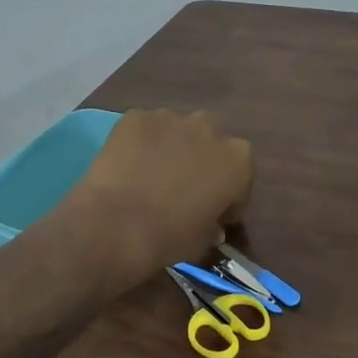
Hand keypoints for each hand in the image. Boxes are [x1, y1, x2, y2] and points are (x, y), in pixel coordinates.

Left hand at [66, 109, 253, 284]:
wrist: (116, 224)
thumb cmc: (169, 237)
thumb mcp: (203, 241)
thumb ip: (213, 225)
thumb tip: (211, 225)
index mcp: (238, 160)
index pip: (241, 176)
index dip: (229, 196)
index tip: (215, 214)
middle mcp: (211, 129)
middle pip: (210, 143)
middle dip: (201, 162)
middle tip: (182, 189)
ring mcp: (172, 117)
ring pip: (177, 131)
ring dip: (171, 148)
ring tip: (150, 175)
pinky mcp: (137, 116)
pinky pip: (145, 129)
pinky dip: (140, 143)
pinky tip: (127, 165)